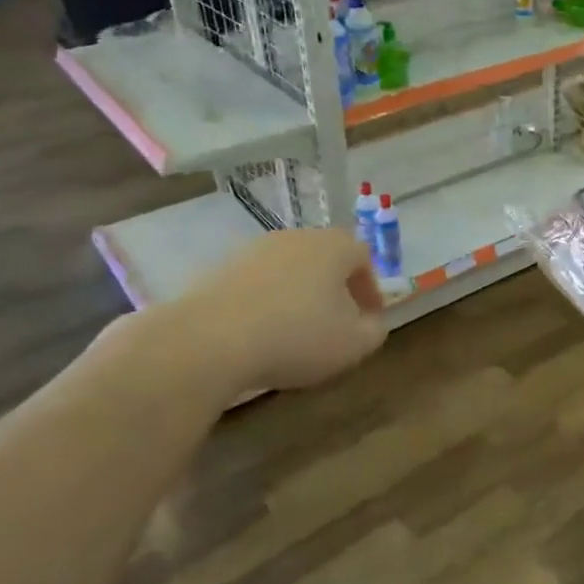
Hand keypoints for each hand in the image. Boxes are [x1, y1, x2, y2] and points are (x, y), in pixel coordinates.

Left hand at [142, 228, 385, 395]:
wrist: (209, 339)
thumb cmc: (296, 337)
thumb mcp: (352, 345)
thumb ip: (374, 331)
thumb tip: (372, 322)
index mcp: (334, 247)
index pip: (363, 258)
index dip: (369, 289)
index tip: (368, 318)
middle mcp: (296, 237)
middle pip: (324, 258)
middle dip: (334, 288)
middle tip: (336, 322)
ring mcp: (254, 249)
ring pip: (289, 269)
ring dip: (298, 294)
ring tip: (296, 331)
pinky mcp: (220, 268)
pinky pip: (257, 283)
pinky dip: (265, 301)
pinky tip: (260, 332)